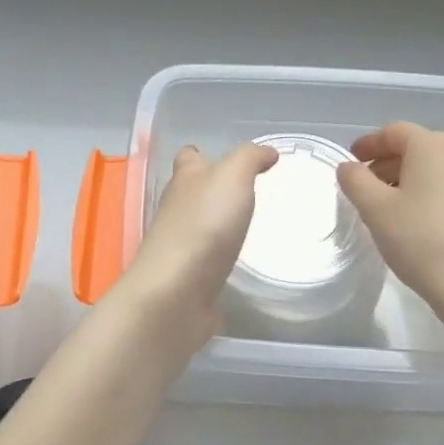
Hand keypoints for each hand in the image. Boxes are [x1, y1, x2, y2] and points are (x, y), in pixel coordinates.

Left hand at [121, 142, 277, 335]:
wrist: (176, 292)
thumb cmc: (204, 225)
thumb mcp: (232, 177)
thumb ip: (249, 158)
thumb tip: (267, 152)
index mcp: (185, 180)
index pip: (189, 157)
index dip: (205, 154)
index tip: (232, 159)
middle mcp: (176, 209)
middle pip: (192, 192)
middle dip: (214, 190)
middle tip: (251, 191)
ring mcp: (180, 245)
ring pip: (200, 226)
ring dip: (219, 224)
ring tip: (251, 224)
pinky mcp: (188, 277)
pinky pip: (206, 261)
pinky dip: (220, 257)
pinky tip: (240, 261)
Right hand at [337, 122, 443, 322]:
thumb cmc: (421, 241)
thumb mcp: (375, 209)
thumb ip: (355, 180)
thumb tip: (349, 167)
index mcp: (433, 146)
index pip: (394, 132)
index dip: (369, 144)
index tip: (352, 160)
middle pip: (418, 148)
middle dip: (390, 163)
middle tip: (368, 186)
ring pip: (439, 169)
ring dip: (413, 179)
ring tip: (394, 206)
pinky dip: (436, 194)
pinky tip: (425, 222)